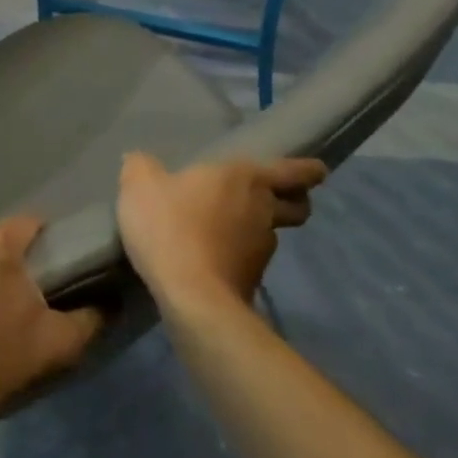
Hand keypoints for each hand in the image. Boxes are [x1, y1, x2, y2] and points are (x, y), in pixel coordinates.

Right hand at [117, 153, 325, 310]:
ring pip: (272, 234)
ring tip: (227, 230)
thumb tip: (140, 160)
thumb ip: (141, 166)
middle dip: (293, 201)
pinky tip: (212, 256)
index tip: (317, 171)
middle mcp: (263, 210)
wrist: (190, 296)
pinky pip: (250, 260)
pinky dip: (238, 256)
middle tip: (273, 198)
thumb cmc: (170, 226)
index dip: (309, 170)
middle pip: (297, 206)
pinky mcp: (252, 280)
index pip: (295, 171)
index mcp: (246, 178)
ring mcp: (262, 249)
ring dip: (258, 230)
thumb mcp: (139, 185)